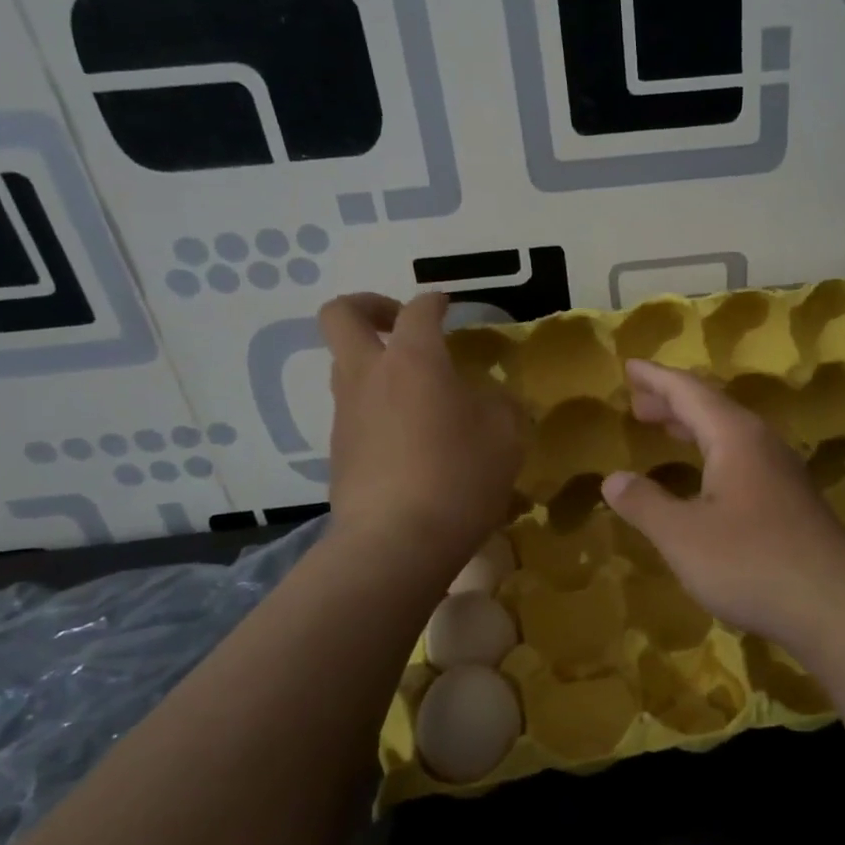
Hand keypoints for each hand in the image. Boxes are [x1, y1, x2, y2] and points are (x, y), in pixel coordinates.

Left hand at [319, 292, 525, 562]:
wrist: (396, 543)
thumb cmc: (459, 477)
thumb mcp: (505, 436)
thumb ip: (501, 405)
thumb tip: (491, 399)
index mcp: (413, 360)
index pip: (418, 310)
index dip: (434, 301)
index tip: (447, 305)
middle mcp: (369, 376)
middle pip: (341, 315)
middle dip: (369, 306)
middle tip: (400, 323)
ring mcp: (346, 414)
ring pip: (344, 365)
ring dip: (373, 362)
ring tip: (415, 389)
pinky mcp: (339, 452)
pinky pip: (354, 411)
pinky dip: (376, 407)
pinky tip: (410, 438)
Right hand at [601, 359, 844, 655]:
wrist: (837, 606)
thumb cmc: (751, 561)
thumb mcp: (683, 535)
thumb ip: (645, 504)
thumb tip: (612, 479)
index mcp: (734, 436)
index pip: (688, 391)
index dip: (655, 378)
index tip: (630, 366)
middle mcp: (761, 444)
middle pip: (712, 408)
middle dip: (672, 402)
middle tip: (638, 403)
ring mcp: (782, 473)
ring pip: (730, 435)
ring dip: (694, 428)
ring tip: (666, 429)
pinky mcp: (791, 502)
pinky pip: (743, 460)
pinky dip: (712, 455)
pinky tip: (706, 481)